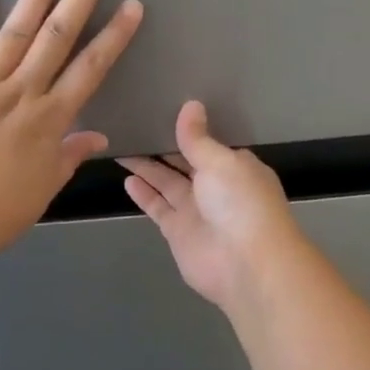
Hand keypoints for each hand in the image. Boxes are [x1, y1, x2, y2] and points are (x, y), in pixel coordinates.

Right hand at [119, 102, 304, 312]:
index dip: (187, 129)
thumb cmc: (241, 203)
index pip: (208, 143)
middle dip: (163, 146)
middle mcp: (216, 186)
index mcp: (235, 166)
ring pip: (167, 182)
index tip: (164, 109)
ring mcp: (196, 210)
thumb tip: (191, 105)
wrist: (246, 264)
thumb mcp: (220, 161)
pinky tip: (127, 176)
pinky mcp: (178, 231)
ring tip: (122, 145)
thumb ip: (198, 138)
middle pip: (184, 161)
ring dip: (147, 167)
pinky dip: (143, 193)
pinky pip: (158, 206)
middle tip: (134, 123)